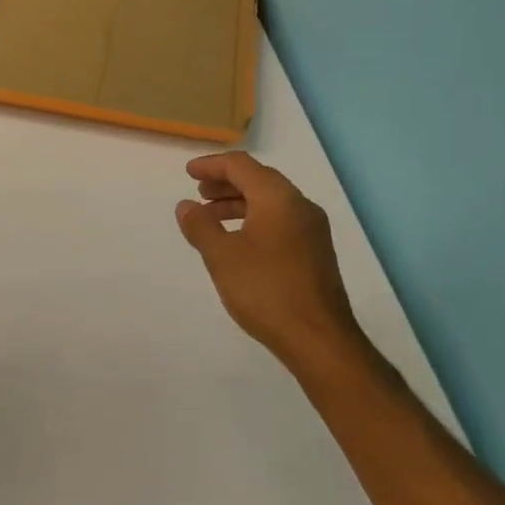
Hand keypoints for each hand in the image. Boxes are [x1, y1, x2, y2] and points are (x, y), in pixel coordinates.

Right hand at [176, 152, 361, 362]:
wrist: (318, 339)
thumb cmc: (266, 290)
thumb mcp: (222, 256)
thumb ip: (201, 226)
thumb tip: (186, 206)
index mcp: (278, 199)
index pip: (242, 166)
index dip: (212, 165)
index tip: (188, 173)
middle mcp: (300, 206)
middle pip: (259, 179)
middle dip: (226, 183)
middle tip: (198, 193)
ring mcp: (312, 230)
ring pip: (271, 202)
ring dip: (238, 203)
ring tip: (211, 218)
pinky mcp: (315, 252)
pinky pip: (280, 220)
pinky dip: (254, 219)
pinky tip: (238, 241)